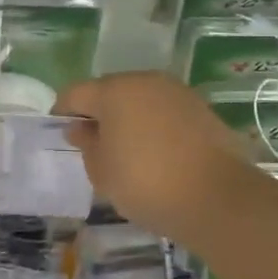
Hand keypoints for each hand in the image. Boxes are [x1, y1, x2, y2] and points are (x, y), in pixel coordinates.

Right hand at [53, 72, 267, 245]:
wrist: (217, 197)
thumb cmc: (147, 184)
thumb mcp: (102, 172)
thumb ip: (86, 145)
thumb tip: (81, 128)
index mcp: (115, 91)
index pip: (76, 93)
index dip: (63, 111)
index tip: (60, 133)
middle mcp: (145, 81)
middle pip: (110, 91)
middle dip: (98, 112)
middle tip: (93, 144)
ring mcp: (177, 92)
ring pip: (140, 99)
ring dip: (128, 117)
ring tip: (126, 150)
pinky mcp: (200, 108)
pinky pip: (164, 111)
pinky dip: (154, 125)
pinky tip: (156, 152)